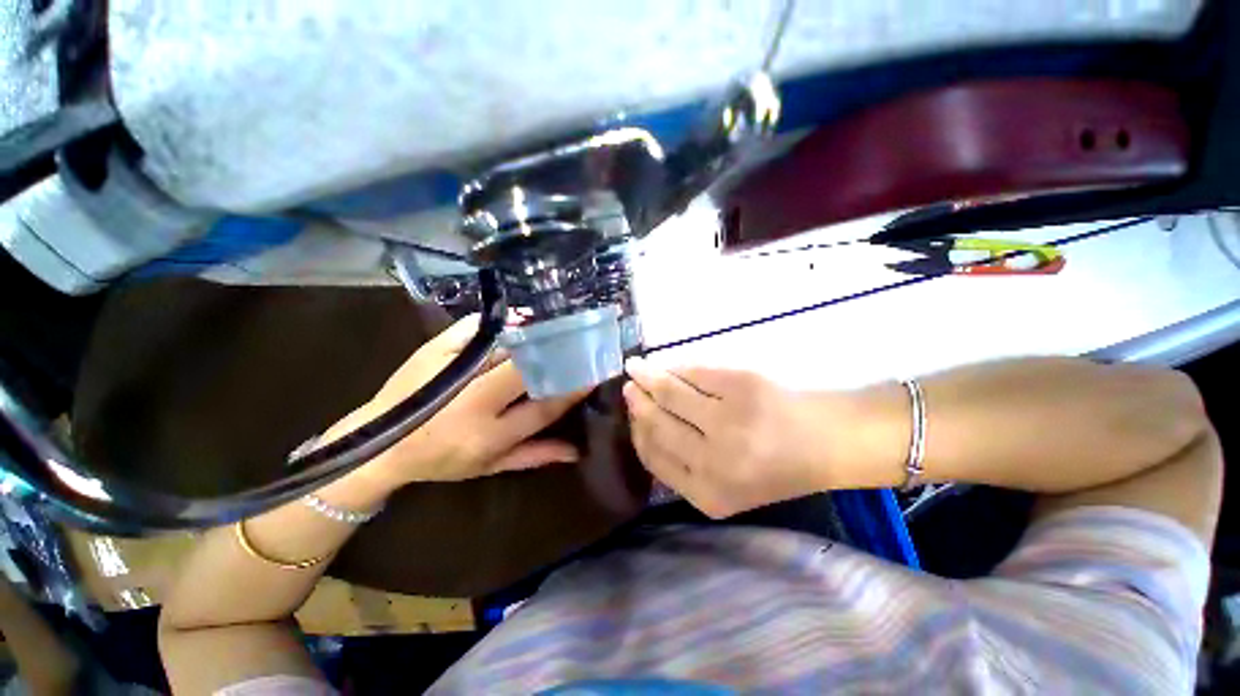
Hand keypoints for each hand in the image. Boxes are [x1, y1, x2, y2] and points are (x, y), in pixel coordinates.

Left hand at [324, 315, 585, 487]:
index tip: (593, 372)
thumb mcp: (489, 467)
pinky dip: (502, 321)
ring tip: (559, 328)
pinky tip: (522, 317)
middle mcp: (472, 402)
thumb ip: (534, 456)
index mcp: (487, 435)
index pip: (541, 409)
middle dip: (557, 355)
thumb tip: (577, 451)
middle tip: (580, 342)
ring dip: (535, 337)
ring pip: (504, 348)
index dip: (571, 390)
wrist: (378, 444)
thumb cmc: (441, 459)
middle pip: (526, 371)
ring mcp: (452, 372)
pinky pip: (475, 329)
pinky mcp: (435, 350)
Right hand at [623, 357, 840, 517]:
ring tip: (636, 369)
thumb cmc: (778, 468)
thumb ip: (684, 467)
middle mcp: (714, 460)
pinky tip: (667, 365)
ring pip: (671, 392)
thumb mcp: (727, 487)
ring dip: (648, 377)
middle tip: (628, 387)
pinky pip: (694, 371)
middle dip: (638, 402)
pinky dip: (676, 367)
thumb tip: (644, 425)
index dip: (637, 431)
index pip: (654, 457)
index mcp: (709, 494)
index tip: (631, 416)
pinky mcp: (741, 384)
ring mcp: (728, 419)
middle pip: (658, 423)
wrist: (831, 442)